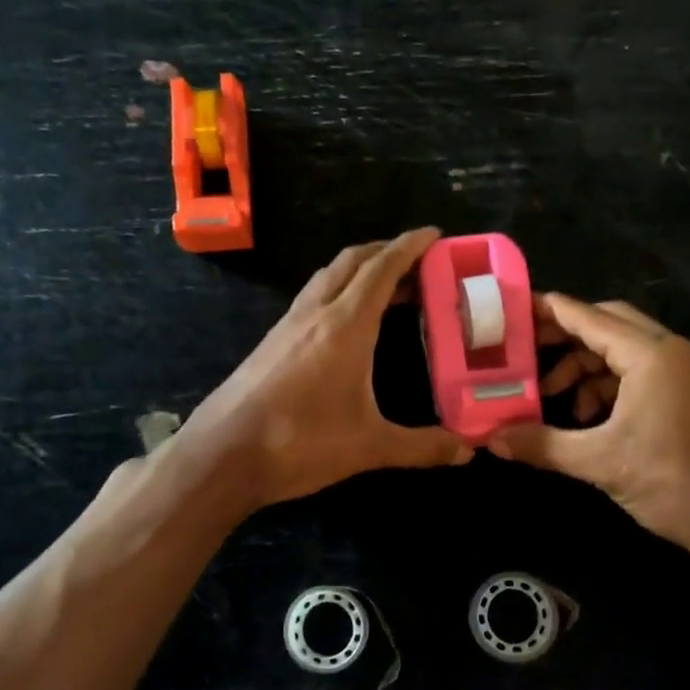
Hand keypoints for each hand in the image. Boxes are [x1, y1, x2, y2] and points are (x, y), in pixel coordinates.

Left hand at [176, 228, 472, 511]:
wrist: (222, 454)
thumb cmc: (299, 442)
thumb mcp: (369, 446)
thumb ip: (422, 446)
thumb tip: (468, 450)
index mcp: (345, 325)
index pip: (382, 269)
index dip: (409, 247)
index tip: (434, 234)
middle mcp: (315, 313)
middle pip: (352, 262)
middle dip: (385, 251)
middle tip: (418, 261)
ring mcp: (287, 326)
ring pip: (327, 278)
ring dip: (358, 270)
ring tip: (387, 287)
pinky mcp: (271, 343)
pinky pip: (311, 299)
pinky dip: (337, 292)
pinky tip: (345, 322)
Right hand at [489, 294, 689, 556]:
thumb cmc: (675, 484)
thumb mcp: (601, 463)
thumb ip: (543, 445)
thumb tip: (492, 439)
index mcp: (653, 355)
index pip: (590, 317)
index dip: (550, 311)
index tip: (513, 310)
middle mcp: (674, 351)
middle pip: (609, 325)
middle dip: (566, 338)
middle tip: (526, 355)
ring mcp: (689, 371)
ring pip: (626, 350)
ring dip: (588, 367)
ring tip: (556, 397)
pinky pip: (643, 372)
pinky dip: (611, 385)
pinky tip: (589, 416)